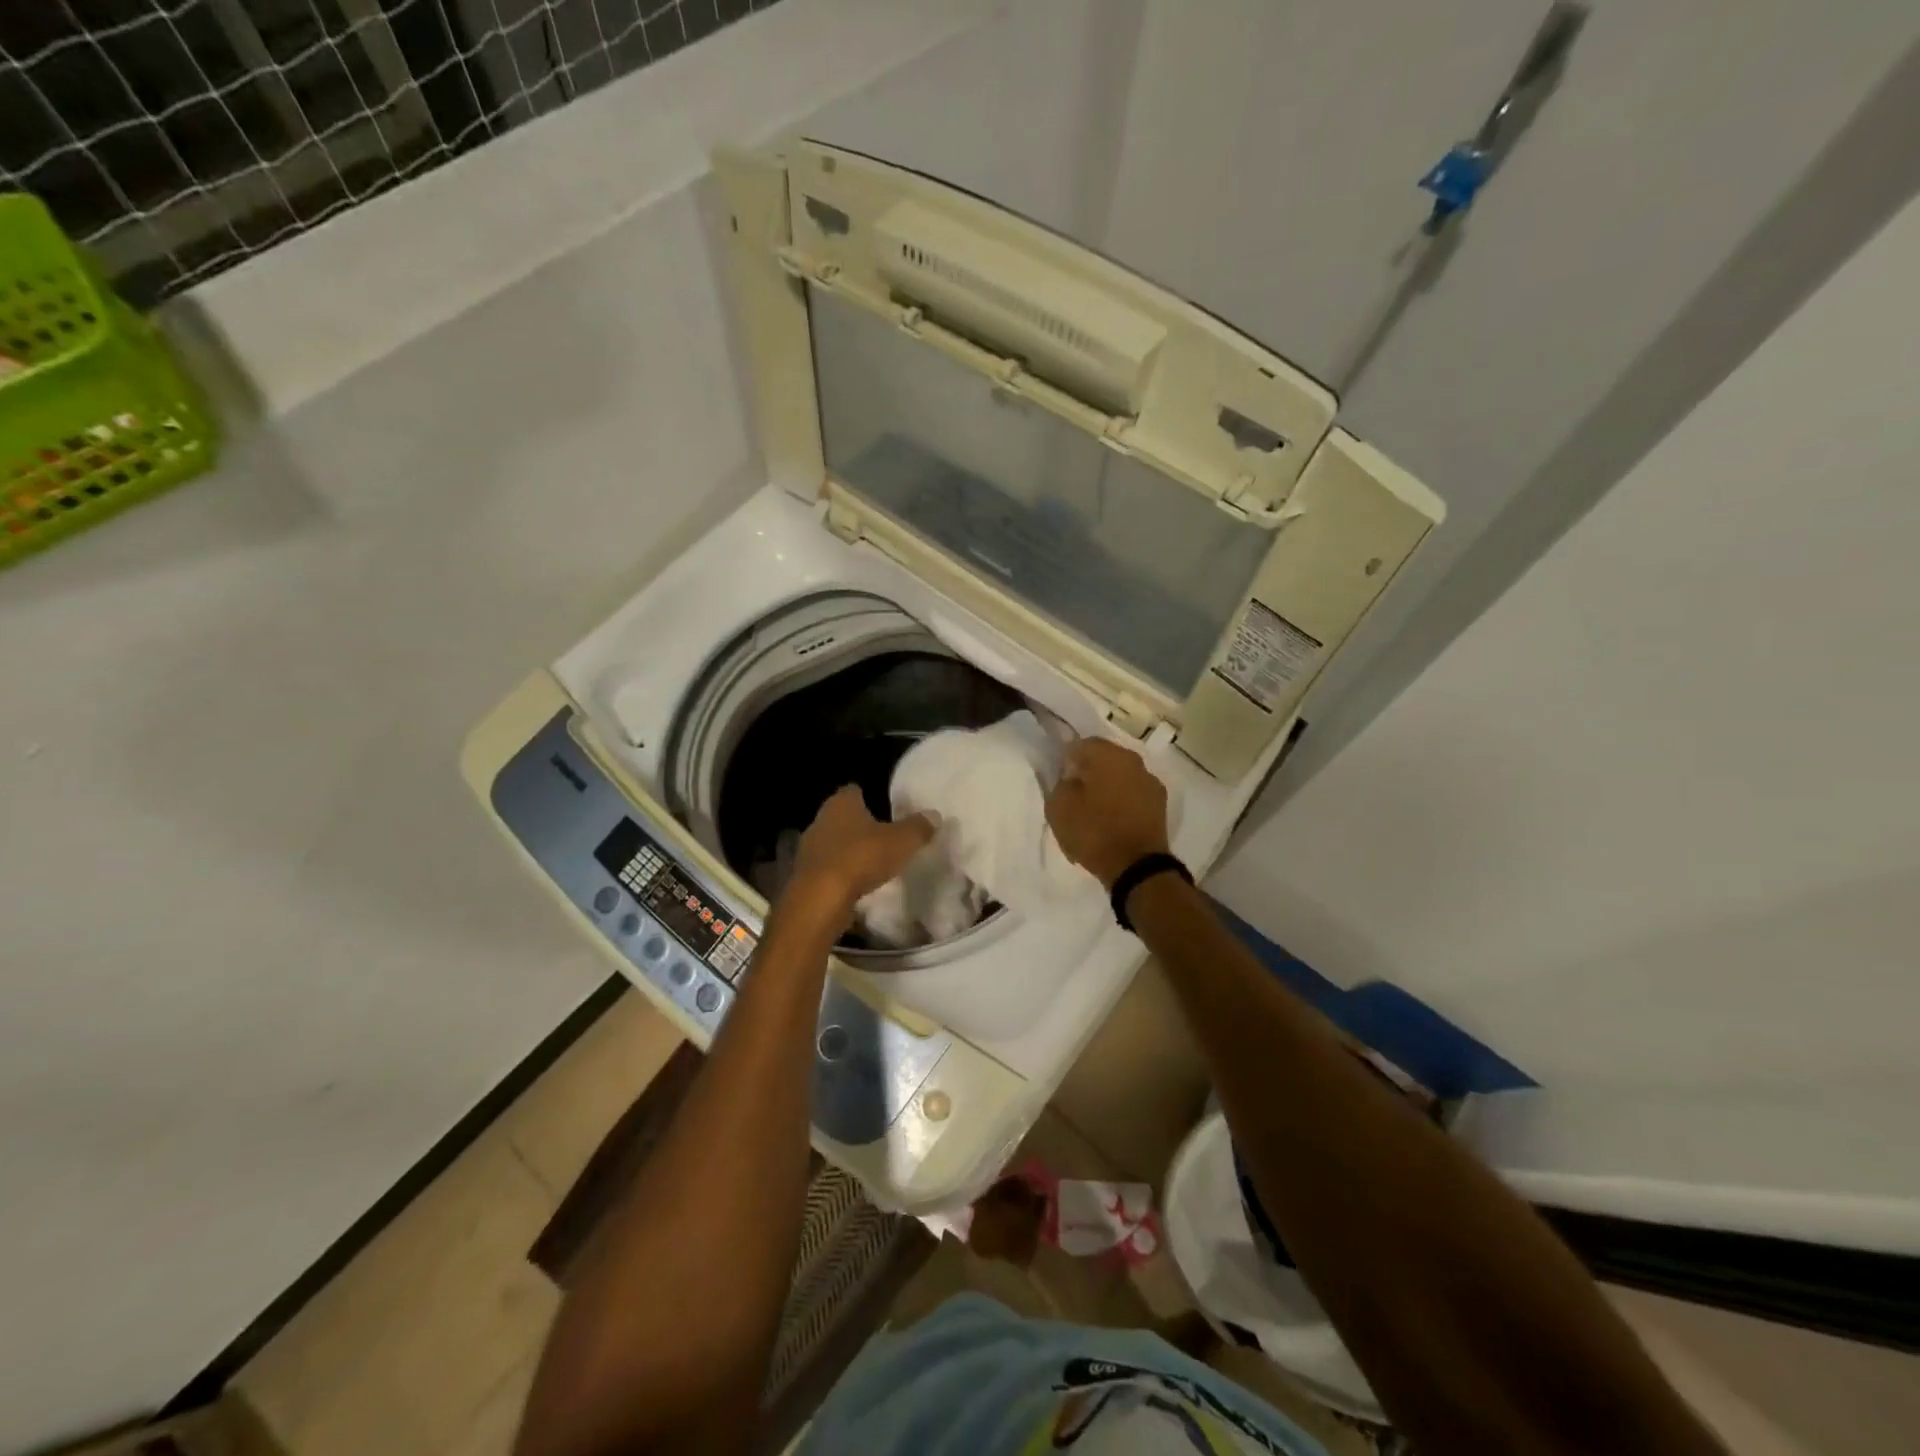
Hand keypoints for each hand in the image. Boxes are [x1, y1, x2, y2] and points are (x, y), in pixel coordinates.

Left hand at [784, 786, 936, 930]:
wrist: (820, 899)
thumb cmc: (861, 858)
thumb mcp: (901, 841)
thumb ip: (918, 827)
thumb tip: (934, 815)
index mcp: (841, 803)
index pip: (853, 791)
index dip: (869, 796)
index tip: (884, 806)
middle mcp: (820, 820)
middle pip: (841, 817)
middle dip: (859, 826)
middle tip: (882, 835)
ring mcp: (808, 849)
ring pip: (832, 844)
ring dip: (848, 851)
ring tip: (871, 862)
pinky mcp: (804, 876)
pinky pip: (827, 869)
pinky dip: (840, 874)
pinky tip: (856, 884)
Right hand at [1045, 738, 1170, 889]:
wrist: (1137, 867)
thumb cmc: (1093, 832)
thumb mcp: (1058, 807)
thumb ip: (1061, 783)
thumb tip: (1071, 776)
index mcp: (1108, 755)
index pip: (1080, 744)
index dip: (1067, 760)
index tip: (1060, 780)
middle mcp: (1133, 760)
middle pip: (1104, 758)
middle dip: (1089, 771)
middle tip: (1075, 794)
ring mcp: (1150, 781)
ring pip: (1121, 775)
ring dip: (1108, 786)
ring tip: (1095, 810)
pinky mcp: (1160, 804)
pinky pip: (1133, 794)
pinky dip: (1122, 801)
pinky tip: (1113, 820)